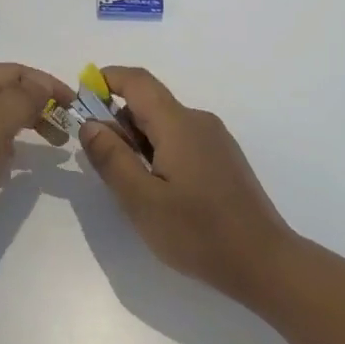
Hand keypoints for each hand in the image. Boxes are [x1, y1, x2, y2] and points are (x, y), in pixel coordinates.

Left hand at [0, 62, 74, 251]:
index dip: (47, 84)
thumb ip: (22, 99)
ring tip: (54, 145)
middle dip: (40, 106)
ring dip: (29, 126)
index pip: (15, 72)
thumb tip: (42, 83)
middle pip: (8, 94)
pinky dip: (11, 149)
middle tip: (67, 129)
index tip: (76, 105)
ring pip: (1, 119)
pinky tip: (19, 165)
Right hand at [78, 66, 296, 305]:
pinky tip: (159, 193)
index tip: (80, 102)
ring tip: (131, 186)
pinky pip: (181, 140)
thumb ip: (112, 158)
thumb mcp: (142, 200)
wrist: (264, 262)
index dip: (105, 81)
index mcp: (178, 123)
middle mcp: (198, 121)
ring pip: (164, 125)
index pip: (137, 81)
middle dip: (117, 122)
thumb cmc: (199, 233)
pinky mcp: (223, 159)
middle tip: (101, 163)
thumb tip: (90, 123)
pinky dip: (158, 153)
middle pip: (149, 103)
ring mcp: (215, 140)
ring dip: (138, 142)